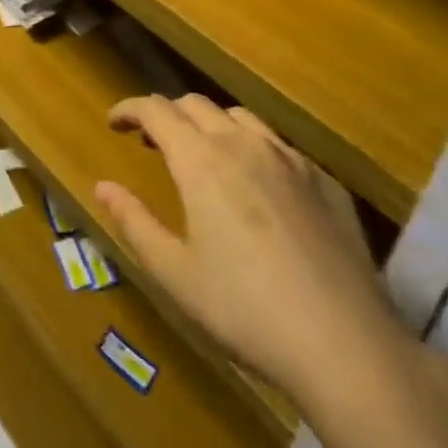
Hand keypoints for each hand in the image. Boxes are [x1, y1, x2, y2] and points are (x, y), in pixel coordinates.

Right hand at [96, 94, 413, 410]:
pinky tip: (257, 185)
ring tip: (202, 155)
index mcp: (202, 161)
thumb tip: (102, 186)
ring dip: (210, 124)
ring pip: (240, 117)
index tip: (114, 121)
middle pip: (196, 105)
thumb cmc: (245, 310)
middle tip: (151, 140)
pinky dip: (251, 147)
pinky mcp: (324, 180)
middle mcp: (244, 144)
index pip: (157, 110)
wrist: (345, 343)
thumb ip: (134, 222)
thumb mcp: (175, 274)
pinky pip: (278, 144)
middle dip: (167, 114)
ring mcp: (290, 159)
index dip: (130, 109)